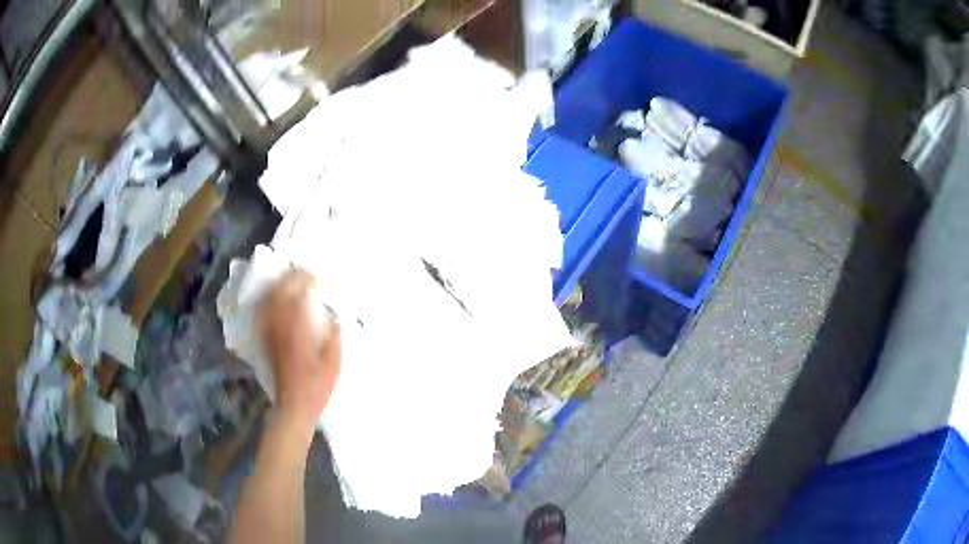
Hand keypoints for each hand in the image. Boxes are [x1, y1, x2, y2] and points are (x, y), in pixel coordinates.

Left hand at [259, 269, 341, 434]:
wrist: (293, 406)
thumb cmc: (316, 387)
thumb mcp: (334, 363)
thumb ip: (335, 337)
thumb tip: (336, 318)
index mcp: (298, 329)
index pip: (298, 293)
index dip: (307, 281)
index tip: (317, 280)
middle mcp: (280, 326)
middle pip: (280, 291)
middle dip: (291, 278)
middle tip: (305, 276)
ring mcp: (270, 332)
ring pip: (268, 300)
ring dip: (279, 287)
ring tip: (290, 282)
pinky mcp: (265, 340)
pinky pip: (263, 313)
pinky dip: (269, 301)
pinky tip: (276, 301)